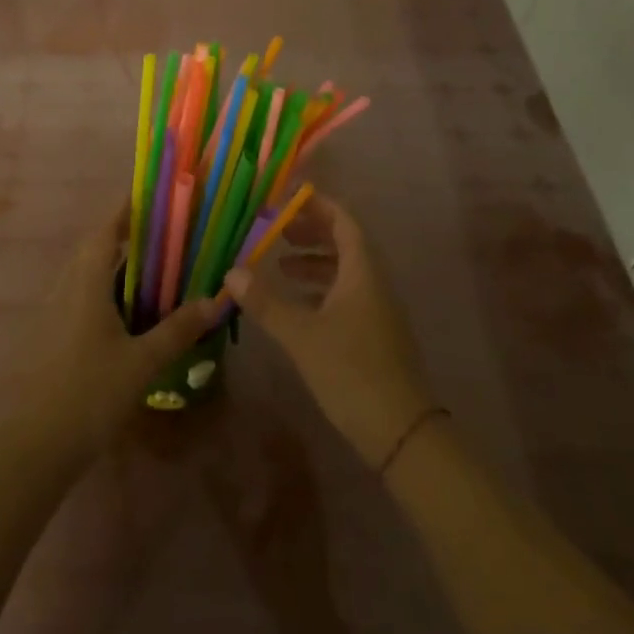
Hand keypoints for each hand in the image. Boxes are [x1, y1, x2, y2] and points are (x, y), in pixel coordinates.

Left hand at [27, 204, 227, 457]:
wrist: (37, 445)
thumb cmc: (91, 392)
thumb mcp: (142, 362)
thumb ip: (178, 329)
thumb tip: (215, 300)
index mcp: (86, 283)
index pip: (106, 230)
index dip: (126, 210)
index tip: (151, 197)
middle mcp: (67, 288)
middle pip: (95, 248)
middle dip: (124, 235)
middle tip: (161, 234)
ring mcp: (55, 312)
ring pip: (86, 273)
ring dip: (113, 263)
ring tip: (150, 268)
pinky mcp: (53, 334)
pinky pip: (81, 295)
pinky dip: (105, 289)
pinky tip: (126, 312)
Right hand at [224, 195, 434, 470]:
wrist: (402, 433)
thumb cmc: (352, 371)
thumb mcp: (302, 335)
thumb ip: (266, 302)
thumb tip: (231, 272)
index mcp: (362, 271)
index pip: (343, 221)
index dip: (317, 207)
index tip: (288, 200)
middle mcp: (373, 282)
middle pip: (344, 243)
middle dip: (311, 233)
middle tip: (277, 232)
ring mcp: (377, 310)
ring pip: (345, 271)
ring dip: (314, 263)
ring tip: (280, 267)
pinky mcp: (375, 335)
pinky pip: (347, 295)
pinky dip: (321, 290)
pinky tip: (297, 306)